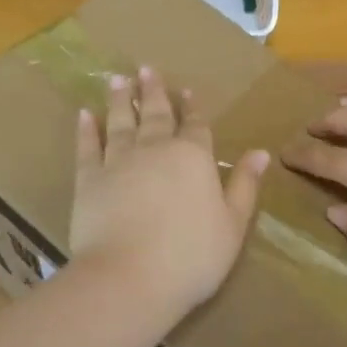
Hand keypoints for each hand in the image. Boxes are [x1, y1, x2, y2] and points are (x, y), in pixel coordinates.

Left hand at [69, 66, 268, 320]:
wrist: (129, 278)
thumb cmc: (191, 256)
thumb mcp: (232, 225)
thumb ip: (244, 186)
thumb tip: (260, 153)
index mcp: (194, 158)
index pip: (196, 126)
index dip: (193, 109)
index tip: (187, 90)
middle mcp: (156, 150)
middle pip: (157, 116)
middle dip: (155, 92)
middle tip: (147, 69)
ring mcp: (118, 162)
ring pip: (121, 122)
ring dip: (122, 100)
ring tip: (118, 79)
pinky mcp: (88, 180)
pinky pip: (87, 147)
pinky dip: (87, 129)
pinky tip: (85, 114)